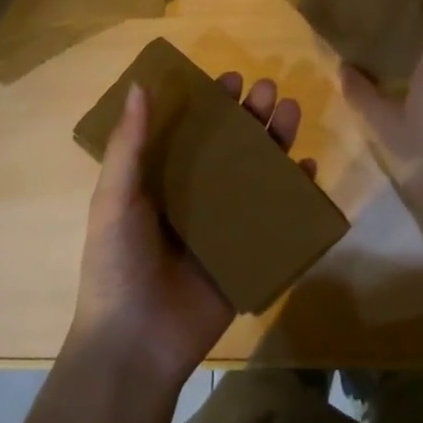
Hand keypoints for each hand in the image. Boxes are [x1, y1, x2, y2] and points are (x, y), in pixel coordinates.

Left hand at [70, 71, 313, 384]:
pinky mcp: (249, 255)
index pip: (192, 132)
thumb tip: (139, 85)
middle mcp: (197, 198)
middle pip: (231, 147)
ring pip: (258, 175)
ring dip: (276, 142)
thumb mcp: (114, 198)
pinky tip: (308, 169)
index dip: (211, 104)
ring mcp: (225, 227)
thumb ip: (129, 145)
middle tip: (268, 89)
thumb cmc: (117, 264)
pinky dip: (295, 193)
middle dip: (250, 116)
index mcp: (162, 182)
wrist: (136, 344)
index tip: (230, 78)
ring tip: (291, 111)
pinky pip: (278, 218)